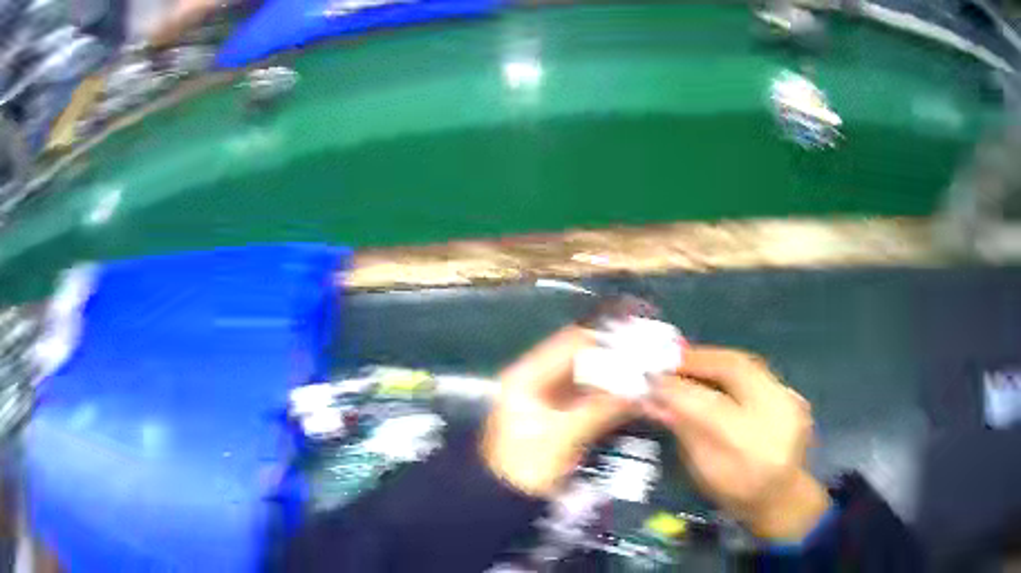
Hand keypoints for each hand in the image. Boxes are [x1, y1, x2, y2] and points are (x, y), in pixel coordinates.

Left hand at [481, 326, 634, 497]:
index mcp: (527, 375)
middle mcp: (537, 379)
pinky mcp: (561, 417)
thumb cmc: (525, 467)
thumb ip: (601, 408)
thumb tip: (641, 385)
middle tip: (652, 354)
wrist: (503, 502)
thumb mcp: (562, 437)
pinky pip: (592, 398)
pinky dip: (612, 397)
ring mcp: (549, 399)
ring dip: (618, 376)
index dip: (607, 338)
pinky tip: (635, 397)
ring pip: (590, 378)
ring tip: (649, 373)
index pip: (571, 343)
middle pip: (583, 358)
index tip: (641, 337)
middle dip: (617, 357)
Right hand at [645, 347, 829, 541]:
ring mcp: (791, 402)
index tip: (650, 378)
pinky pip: (758, 372)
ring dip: (714, 360)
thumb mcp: (703, 469)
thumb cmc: (735, 491)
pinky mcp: (794, 395)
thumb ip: (683, 431)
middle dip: (699, 359)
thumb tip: (653, 399)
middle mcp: (777, 418)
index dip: (677, 389)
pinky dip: (732, 369)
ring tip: (688, 363)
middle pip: (736, 370)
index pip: (709, 407)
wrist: (781, 496)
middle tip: (670, 359)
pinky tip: (716, 374)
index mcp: (750, 450)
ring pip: (749, 364)